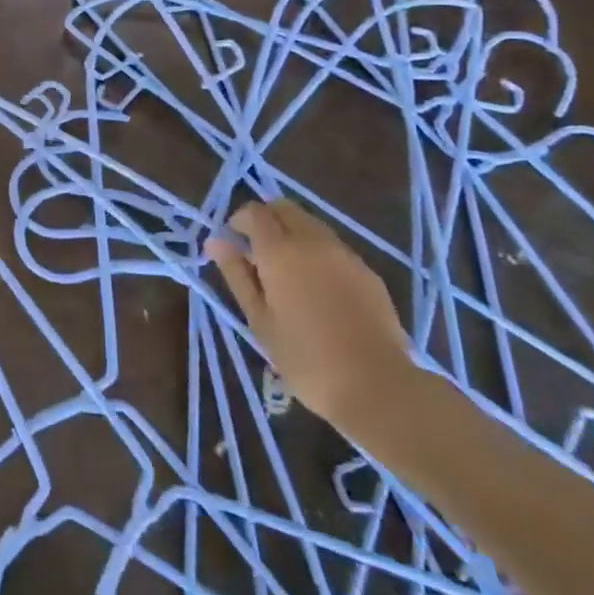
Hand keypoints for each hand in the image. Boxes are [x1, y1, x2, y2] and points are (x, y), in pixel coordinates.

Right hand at [206, 200, 415, 430]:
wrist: (378, 386)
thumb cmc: (305, 358)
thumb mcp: (259, 319)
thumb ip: (236, 274)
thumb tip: (215, 241)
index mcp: (280, 251)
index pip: (254, 212)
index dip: (238, 221)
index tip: (233, 244)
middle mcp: (313, 241)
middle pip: (284, 208)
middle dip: (266, 220)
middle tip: (257, 253)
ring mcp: (344, 254)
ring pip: (311, 224)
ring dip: (292, 233)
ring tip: (287, 272)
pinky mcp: (367, 271)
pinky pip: (333, 247)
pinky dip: (317, 252)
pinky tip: (318, 288)